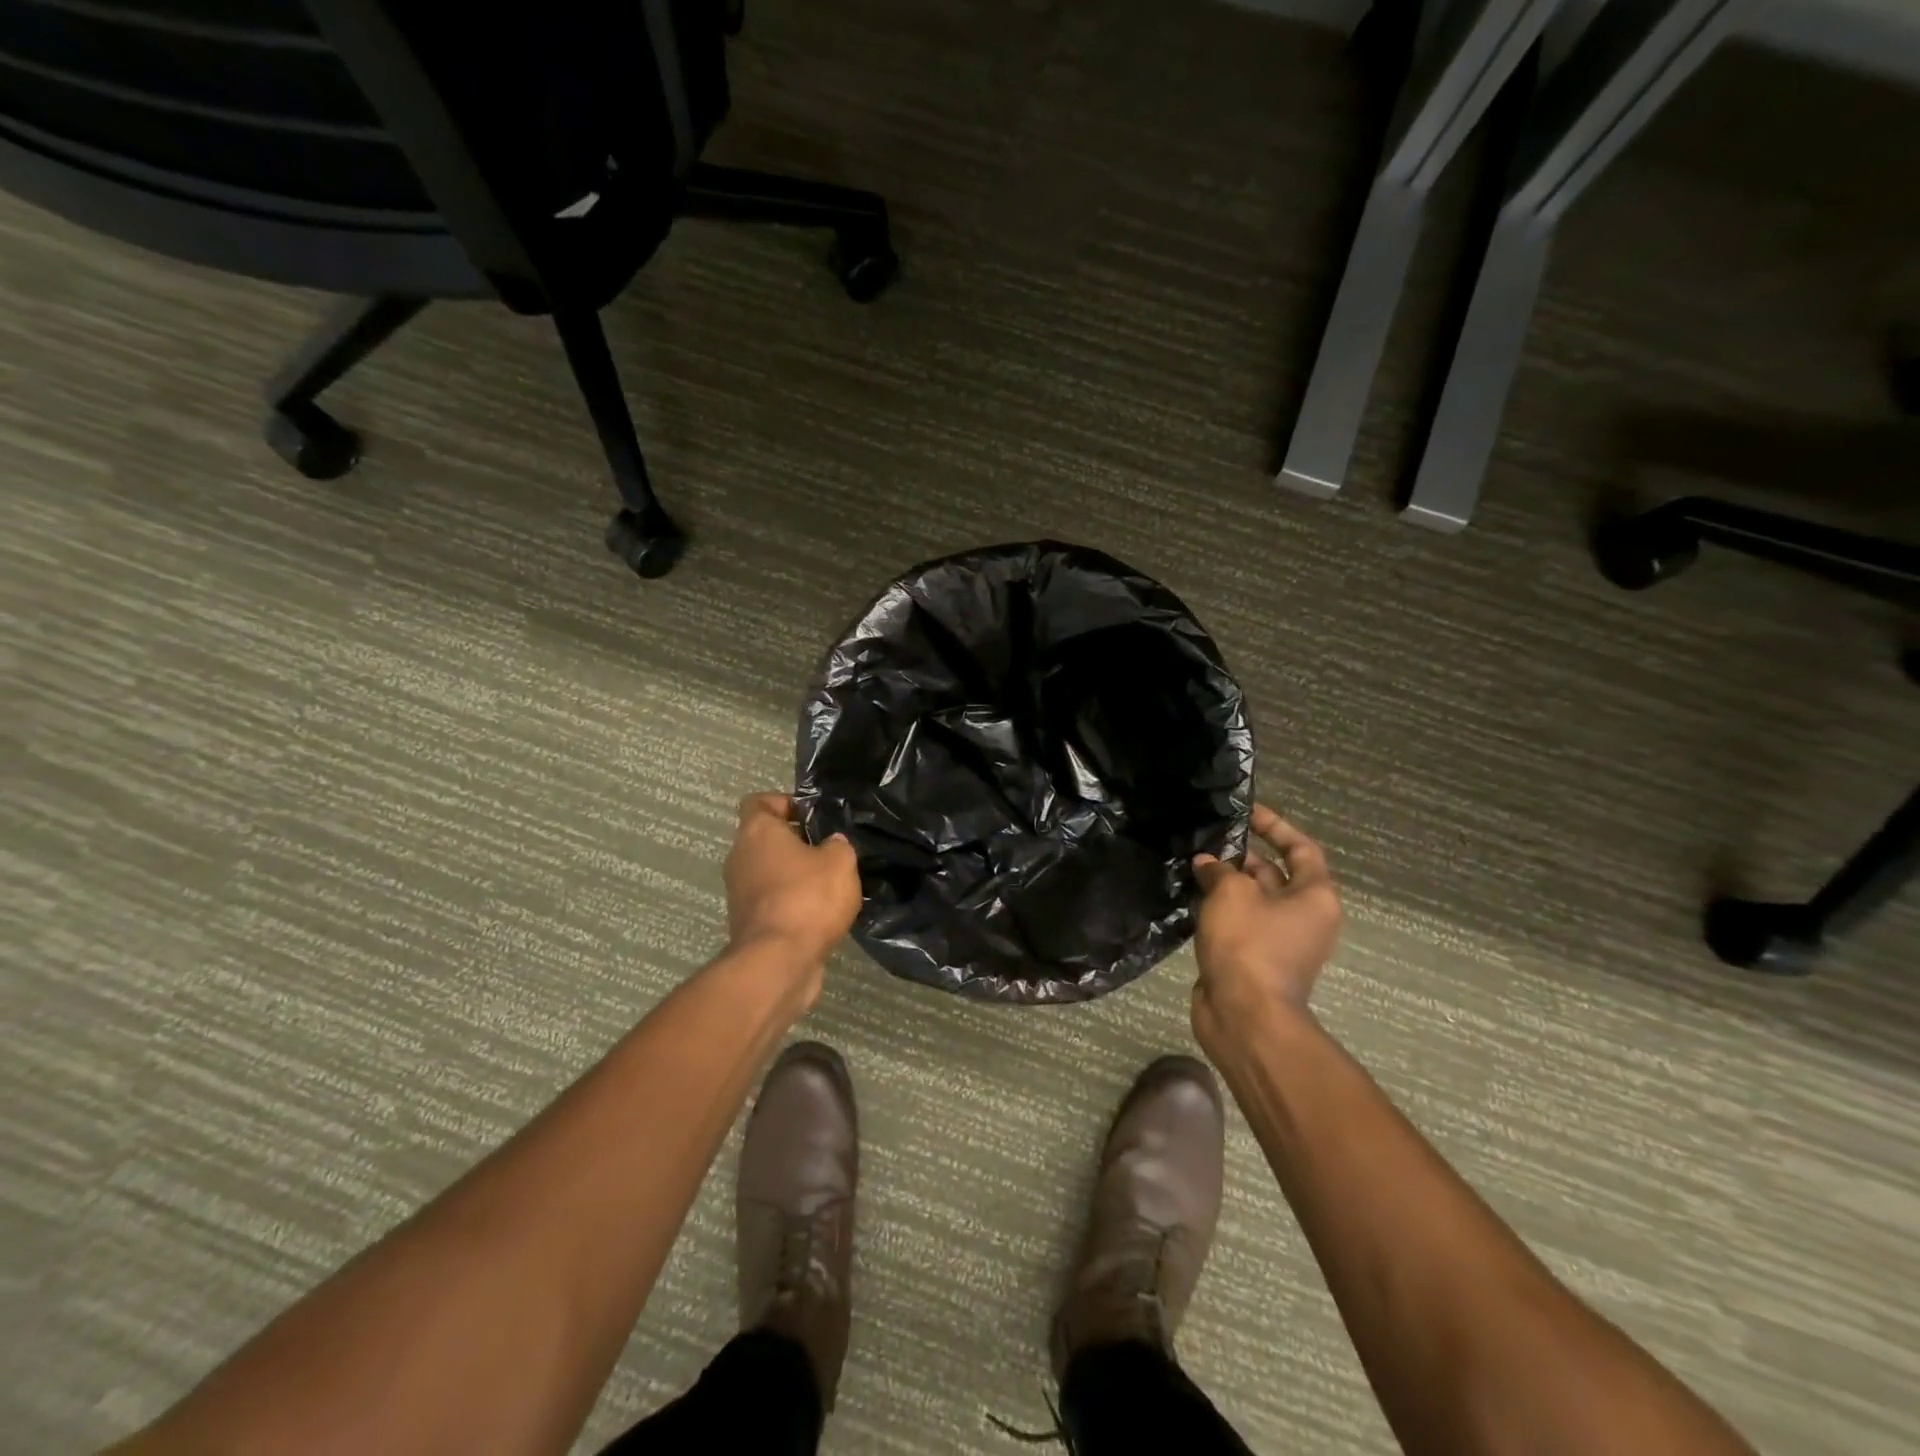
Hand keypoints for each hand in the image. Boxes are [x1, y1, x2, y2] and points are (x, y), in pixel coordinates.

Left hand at [725, 793, 861, 974]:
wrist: (779, 962)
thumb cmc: (808, 898)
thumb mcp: (840, 862)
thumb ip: (838, 846)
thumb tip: (832, 845)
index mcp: (757, 832)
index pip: (759, 802)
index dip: (784, 802)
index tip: (811, 815)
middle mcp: (740, 858)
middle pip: (764, 839)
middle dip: (795, 842)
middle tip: (828, 849)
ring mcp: (739, 893)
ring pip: (768, 872)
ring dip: (793, 875)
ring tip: (829, 883)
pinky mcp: (748, 924)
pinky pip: (772, 901)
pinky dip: (791, 903)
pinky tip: (820, 913)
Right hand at [1190, 805, 1341, 1049]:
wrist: (1245, 1016)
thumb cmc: (1249, 945)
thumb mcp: (1232, 893)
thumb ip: (1219, 869)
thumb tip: (1207, 864)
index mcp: (1315, 897)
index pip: (1301, 848)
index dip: (1275, 826)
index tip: (1246, 812)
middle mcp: (1303, 917)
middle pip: (1275, 874)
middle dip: (1242, 856)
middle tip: (1207, 840)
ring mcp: (1279, 941)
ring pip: (1252, 900)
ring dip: (1225, 882)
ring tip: (1192, 864)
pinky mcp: (1253, 959)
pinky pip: (1238, 923)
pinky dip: (1218, 909)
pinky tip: (1190, 896)